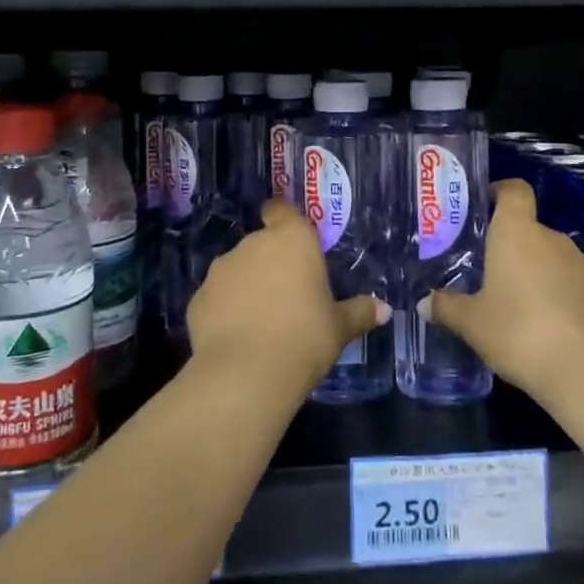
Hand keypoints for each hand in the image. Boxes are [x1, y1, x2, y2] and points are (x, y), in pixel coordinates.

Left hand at [187, 198, 389, 389]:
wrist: (245, 374)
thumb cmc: (304, 339)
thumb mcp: (339, 328)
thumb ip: (359, 312)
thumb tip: (384, 309)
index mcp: (292, 240)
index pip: (281, 210)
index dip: (282, 217)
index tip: (288, 234)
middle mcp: (253, 244)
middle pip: (262, 243)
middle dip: (271, 262)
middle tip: (288, 293)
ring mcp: (222, 269)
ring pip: (237, 269)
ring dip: (247, 285)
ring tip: (261, 319)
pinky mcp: (198, 297)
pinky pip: (218, 297)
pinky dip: (225, 309)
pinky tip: (237, 336)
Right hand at [425, 179, 583, 402]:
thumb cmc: (520, 333)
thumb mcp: (473, 324)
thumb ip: (447, 308)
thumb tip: (424, 303)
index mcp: (518, 233)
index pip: (514, 190)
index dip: (501, 192)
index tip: (485, 207)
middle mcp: (554, 239)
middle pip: (531, 231)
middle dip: (513, 250)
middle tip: (491, 277)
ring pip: (556, 261)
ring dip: (540, 276)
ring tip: (522, 310)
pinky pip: (578, 288)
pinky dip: (565, 300)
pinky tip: (554, 332)